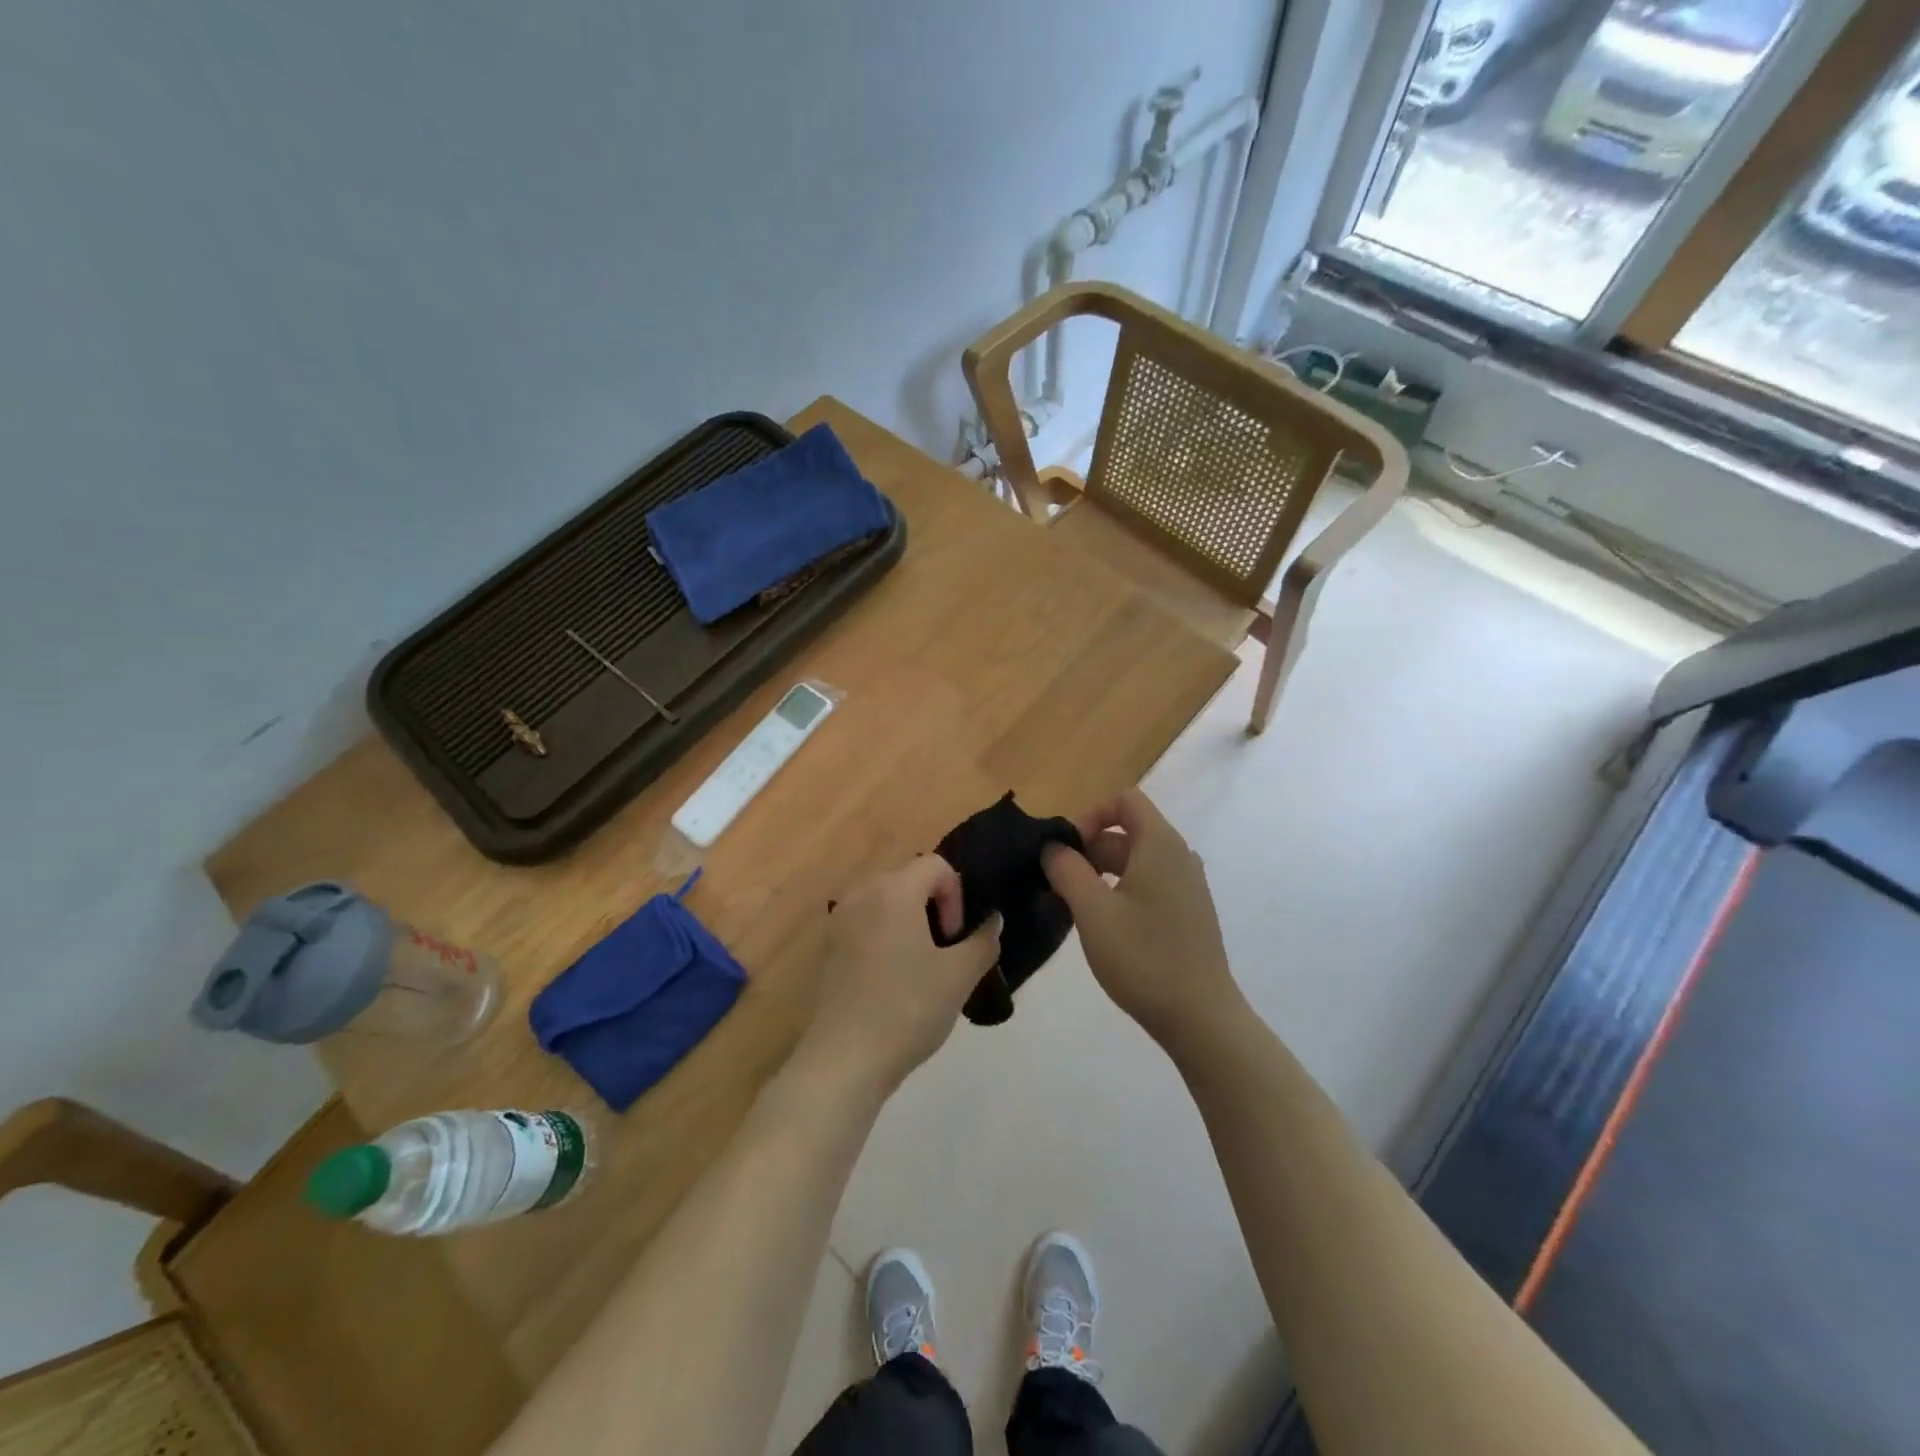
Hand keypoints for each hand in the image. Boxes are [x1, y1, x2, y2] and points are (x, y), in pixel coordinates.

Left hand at [808, 856, 1000, 1093]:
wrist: (845, 1058)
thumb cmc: (907, 1008)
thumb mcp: (959, 976)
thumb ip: (983, 941)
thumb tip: (993, 921)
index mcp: (893, 890)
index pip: (936, 866)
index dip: (956, 896)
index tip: (955, 938)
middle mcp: (862, 893)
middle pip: (909, 880)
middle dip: (934, 909)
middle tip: (944, 953)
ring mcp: (839, 919)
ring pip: (887, 903)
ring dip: (910, 924)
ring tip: (920, 968)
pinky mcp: (828, 947)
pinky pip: (866, 925)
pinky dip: (885, 938)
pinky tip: (893, 981)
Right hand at [1042, 788, 1241, 1050]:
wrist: (1201, 1018)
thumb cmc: (1144, 957)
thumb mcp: (1093, 911)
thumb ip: (1067, 870)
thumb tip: (1053, 847)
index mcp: (1161, 844)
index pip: (1123, 800)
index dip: (1089, 816)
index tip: (1065, 851)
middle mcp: (1179, 856)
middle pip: (1127, 831)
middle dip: (1088, 850)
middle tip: (1057, 885)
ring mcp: (1187, 886)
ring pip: (1135, 862)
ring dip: (1100, 874)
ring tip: (1073, 907)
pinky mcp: (1188, 913)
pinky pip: (1148, 885)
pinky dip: (1120, 892)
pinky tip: (1103, 927)